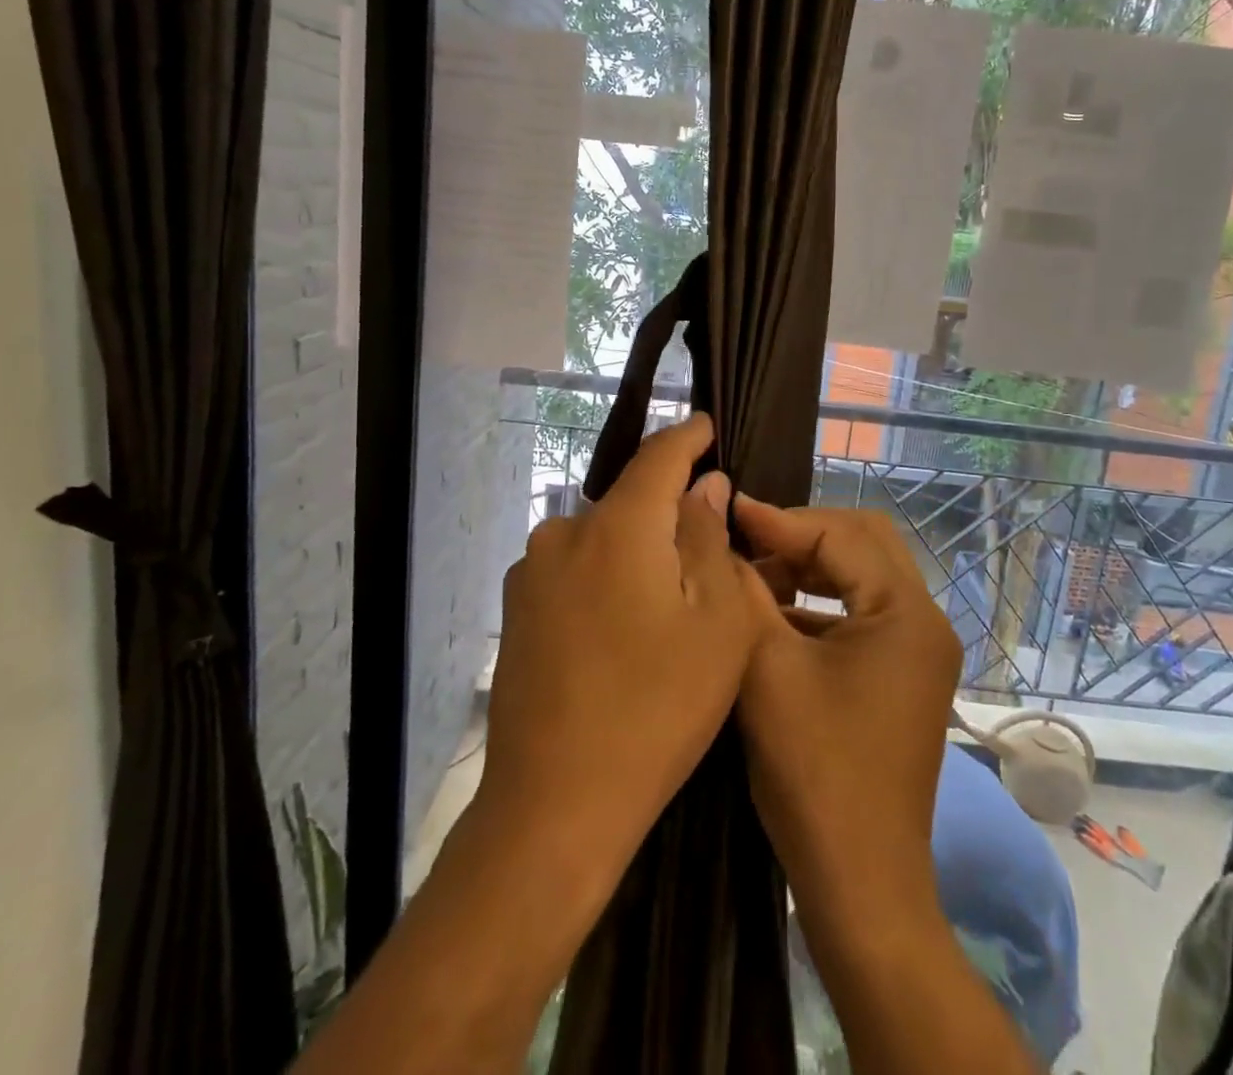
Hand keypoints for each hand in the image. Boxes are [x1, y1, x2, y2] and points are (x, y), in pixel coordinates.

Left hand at [479, 415, 770, 881]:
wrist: (553, 807)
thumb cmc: (656, 710)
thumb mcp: (715, 624)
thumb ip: (710, 540)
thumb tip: (706, 486)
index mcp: (616, 526)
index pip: (658, 456)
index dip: (688, 437)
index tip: (708, 425)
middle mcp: (564, 533)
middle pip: (630, 500)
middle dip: (669, 510)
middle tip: (709, 547)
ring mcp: (532, 572)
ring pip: (603, 537)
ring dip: (637, 550)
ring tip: (668, 600)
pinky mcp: (517, 609)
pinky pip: (576, 569)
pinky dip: (607, 576)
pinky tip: (623, 628)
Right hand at [732, 498, 961, 913]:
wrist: (860, 883)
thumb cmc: (814, 770)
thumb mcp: (767, 669)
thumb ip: (744, 592)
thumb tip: (720, 538)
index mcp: (906, 613)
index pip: (841, 534)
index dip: (780, 519)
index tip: (728, 509)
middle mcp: (924, 622)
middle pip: (864, 542)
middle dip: (801, 534)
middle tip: (746, 539)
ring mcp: (918, 651)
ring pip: (862, 576)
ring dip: (808, 567)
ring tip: (752, 573)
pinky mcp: (902, 676)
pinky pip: (860, 613)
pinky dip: (818, 603)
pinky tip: (773, 614)